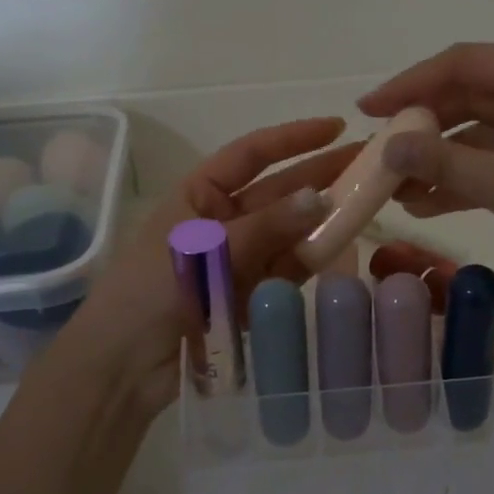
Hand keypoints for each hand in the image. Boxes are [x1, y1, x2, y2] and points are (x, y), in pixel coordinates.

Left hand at [58, 119, 358, 414]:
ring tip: (367, 205)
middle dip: (320, 176)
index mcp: (199, 195)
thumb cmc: (150, 291)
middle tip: (369, 165)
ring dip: (323, 219)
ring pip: (289, 232)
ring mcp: (239, 259)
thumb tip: (320, 199)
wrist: (124, 366)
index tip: (337, 127)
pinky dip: (313, 261)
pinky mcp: (251, 295)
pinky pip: (288, 270)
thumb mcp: (206, 249)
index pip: (252, 154)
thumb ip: (265, 226)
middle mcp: (223, 221)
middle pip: (279, 191)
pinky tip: (342, 248)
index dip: (294, 138)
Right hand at [360, 44, 493, 313]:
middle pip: (474, 97)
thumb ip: (446, 162)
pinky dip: (469, 181)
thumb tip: (388, 145)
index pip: (464, 63)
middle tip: (379, 154)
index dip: (410, 84)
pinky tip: (429, 204)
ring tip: (396, 188)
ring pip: (486, 136)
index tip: (368, 111)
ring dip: (442, 159)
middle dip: (424, 126)